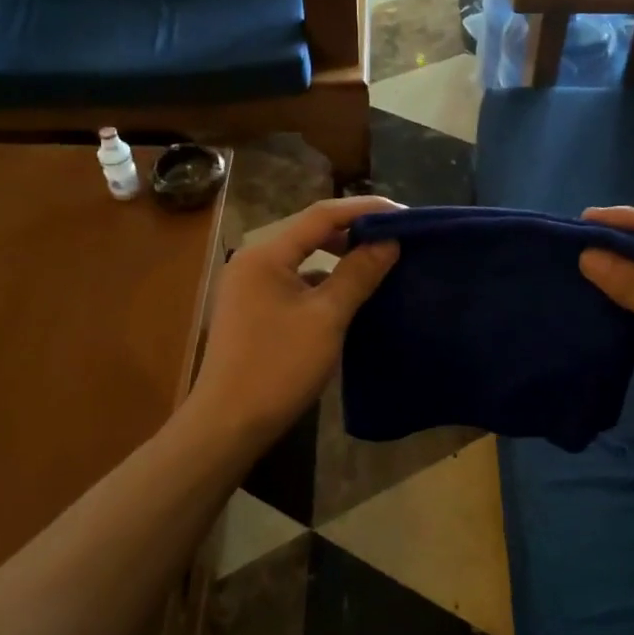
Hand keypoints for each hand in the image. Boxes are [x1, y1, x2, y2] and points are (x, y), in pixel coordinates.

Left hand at [190, 197, 401, 444]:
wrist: (228, 424)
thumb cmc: (278, 367)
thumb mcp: (326, 319)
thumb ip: (358, 274)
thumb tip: (388, 241)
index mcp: (266, 254)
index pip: (321, 214)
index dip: (365, 209)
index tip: (405, 214)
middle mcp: (253, 261)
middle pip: (310, 231)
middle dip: (353, 231)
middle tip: (396, 238)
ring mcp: (250, 286)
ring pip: (303, 258)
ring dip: (339, 256)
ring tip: (379, 261)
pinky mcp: (253, 309)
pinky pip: (295, 281)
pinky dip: (323, 281)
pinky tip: (349, 294)